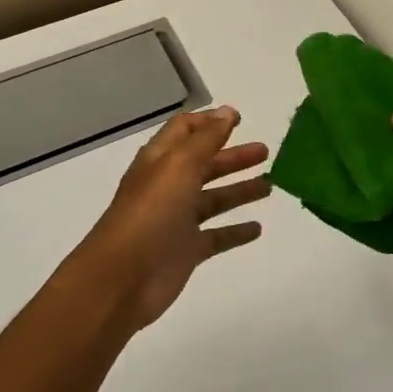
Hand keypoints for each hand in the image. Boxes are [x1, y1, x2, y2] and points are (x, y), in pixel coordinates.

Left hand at [68, 107, 270, 330]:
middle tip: (265, 151)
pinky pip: (217, 236)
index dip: (210, 122)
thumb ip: (206, 139)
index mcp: (161, 160)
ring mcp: (177, 219)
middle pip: (204, 163)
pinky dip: (236, 231)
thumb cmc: (150, 213)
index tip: (240, 118)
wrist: (122, 279)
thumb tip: (227, 112)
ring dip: (239, 190)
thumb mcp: (179, 166)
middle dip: (233, 156)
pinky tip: (257, 228)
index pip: (185, 130)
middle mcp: (168, 186)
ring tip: (270, 185)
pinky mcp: (186, 250)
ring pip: (213, 199)